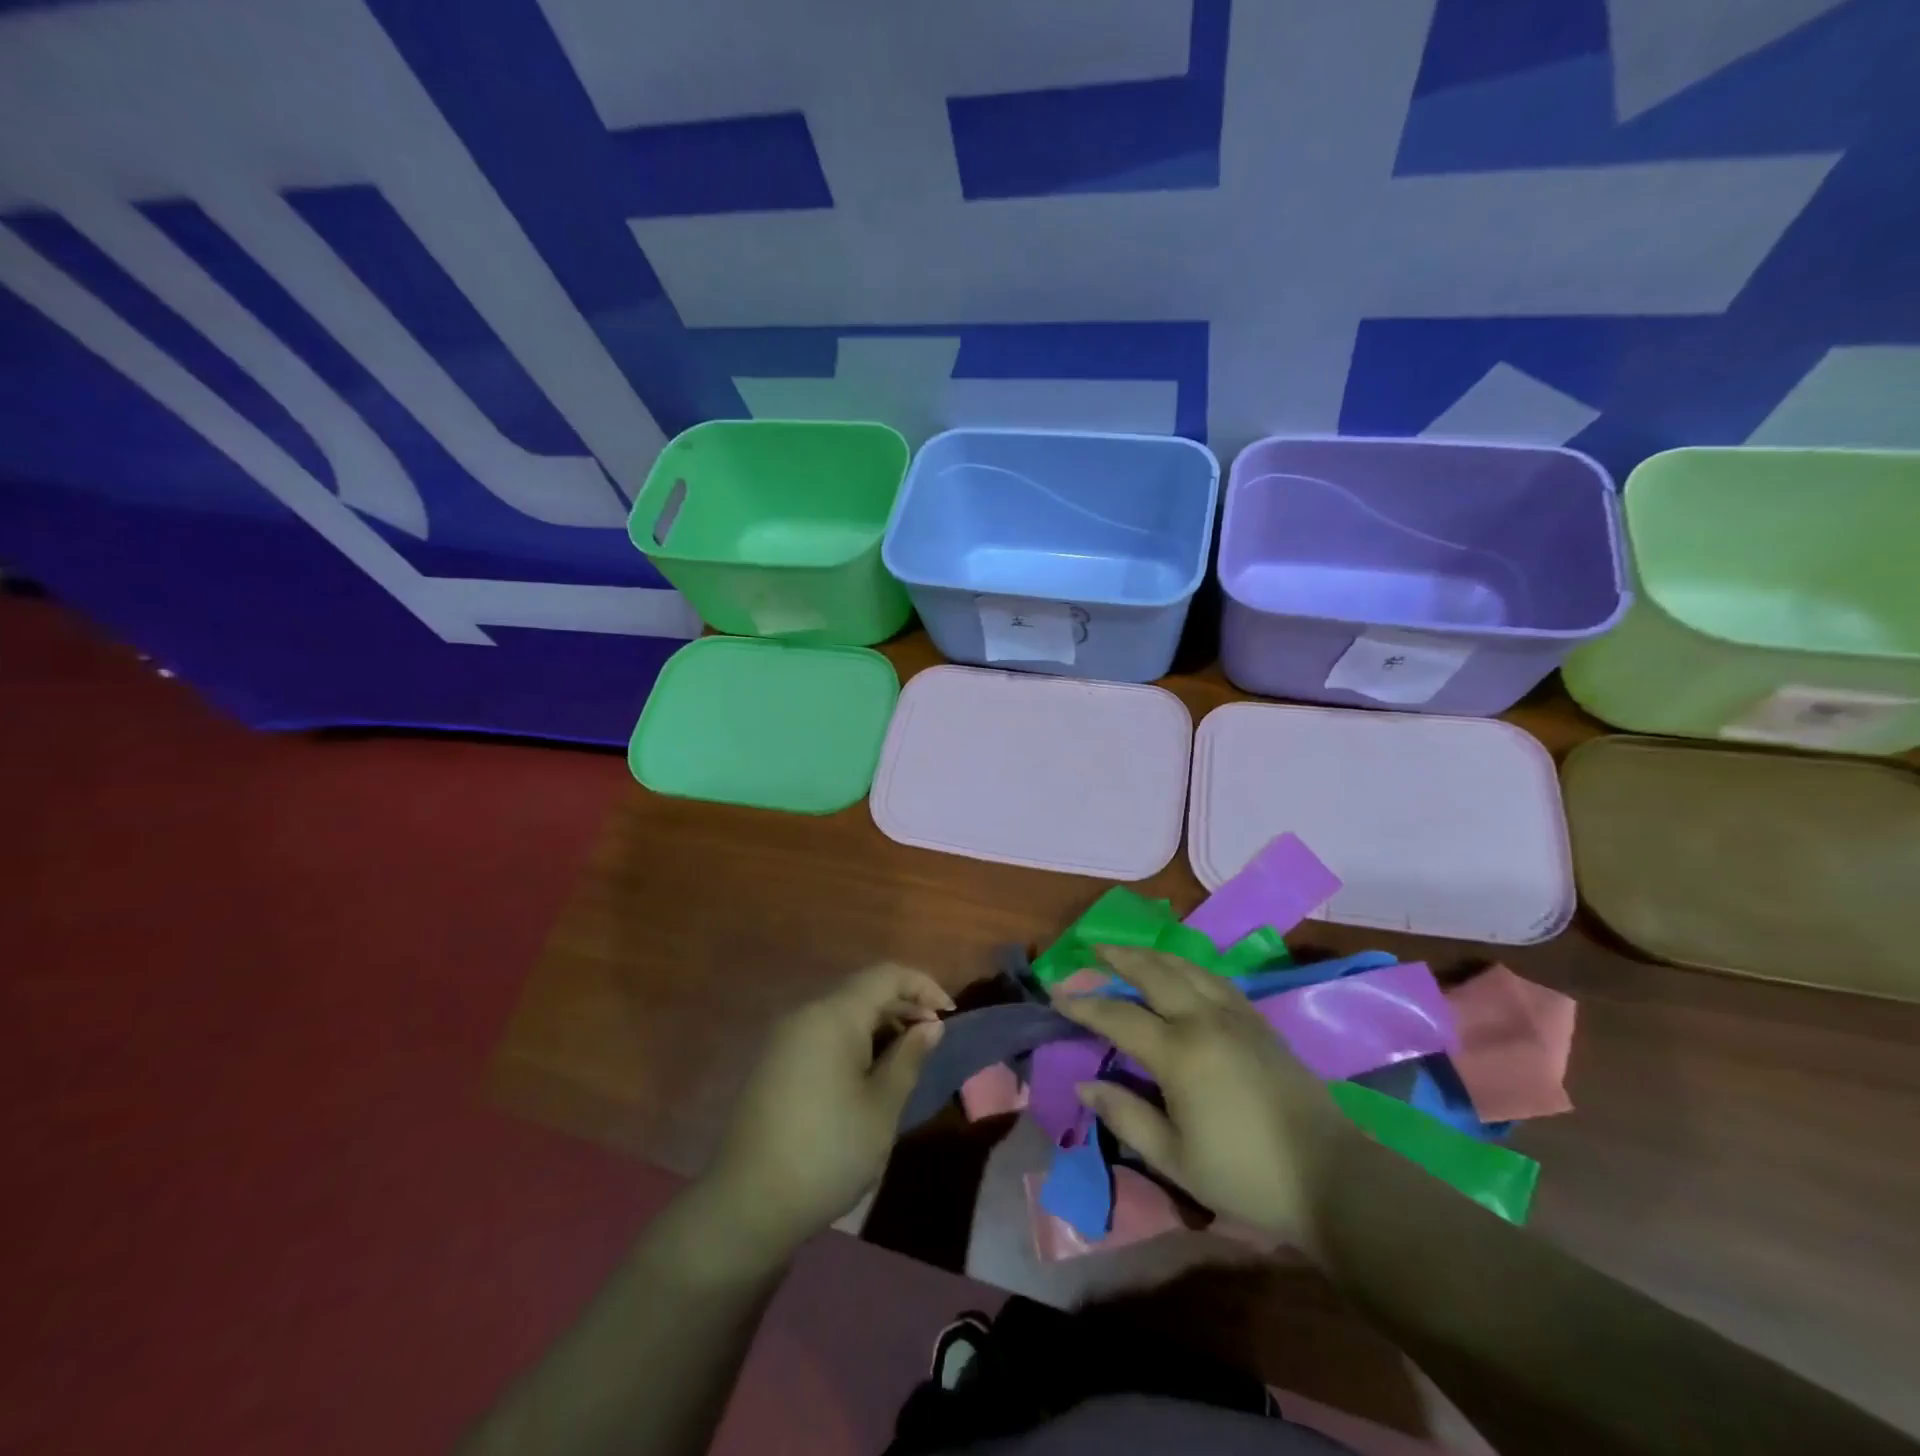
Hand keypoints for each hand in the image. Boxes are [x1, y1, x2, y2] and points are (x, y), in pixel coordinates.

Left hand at [698, 965, 953, 1265]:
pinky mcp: (774, 1063)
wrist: (748, 1204)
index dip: (922, 985)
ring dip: (879, 1025)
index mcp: (834, 1016)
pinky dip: (853, 1040)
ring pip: (843, 1013)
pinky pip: (823, 1033)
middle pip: (863, 991)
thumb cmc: (828, 1152)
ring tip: (906, 1057)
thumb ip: (909, 1058)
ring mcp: (785, 1038)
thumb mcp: (882, 1107)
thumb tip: (930, 1025)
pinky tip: (868, 1073)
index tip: (950, 1014)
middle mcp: (806, 1014)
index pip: (886, 975)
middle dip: (903, 1006)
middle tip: (933, 1037)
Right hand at [1053, 945, 1354, 1252]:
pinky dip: (1186, 966)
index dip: (1084, 1005)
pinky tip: (1180, 971)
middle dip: (1118, 957)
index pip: (1118, 1016)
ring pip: (1185, 967)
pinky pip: (1213, 978)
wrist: (1330, 1176)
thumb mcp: (1174, 1158)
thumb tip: (1085, 1082)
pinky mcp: (1259, 1021)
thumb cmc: (1245, 1175)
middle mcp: (1204, 1020)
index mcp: (1179, 1052)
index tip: (1056, 994)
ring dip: (1151, 954)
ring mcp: (1236, 1015)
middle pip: (1153, 973)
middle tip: (1091, 947)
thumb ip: (1125, 1115)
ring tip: (1129, 949)